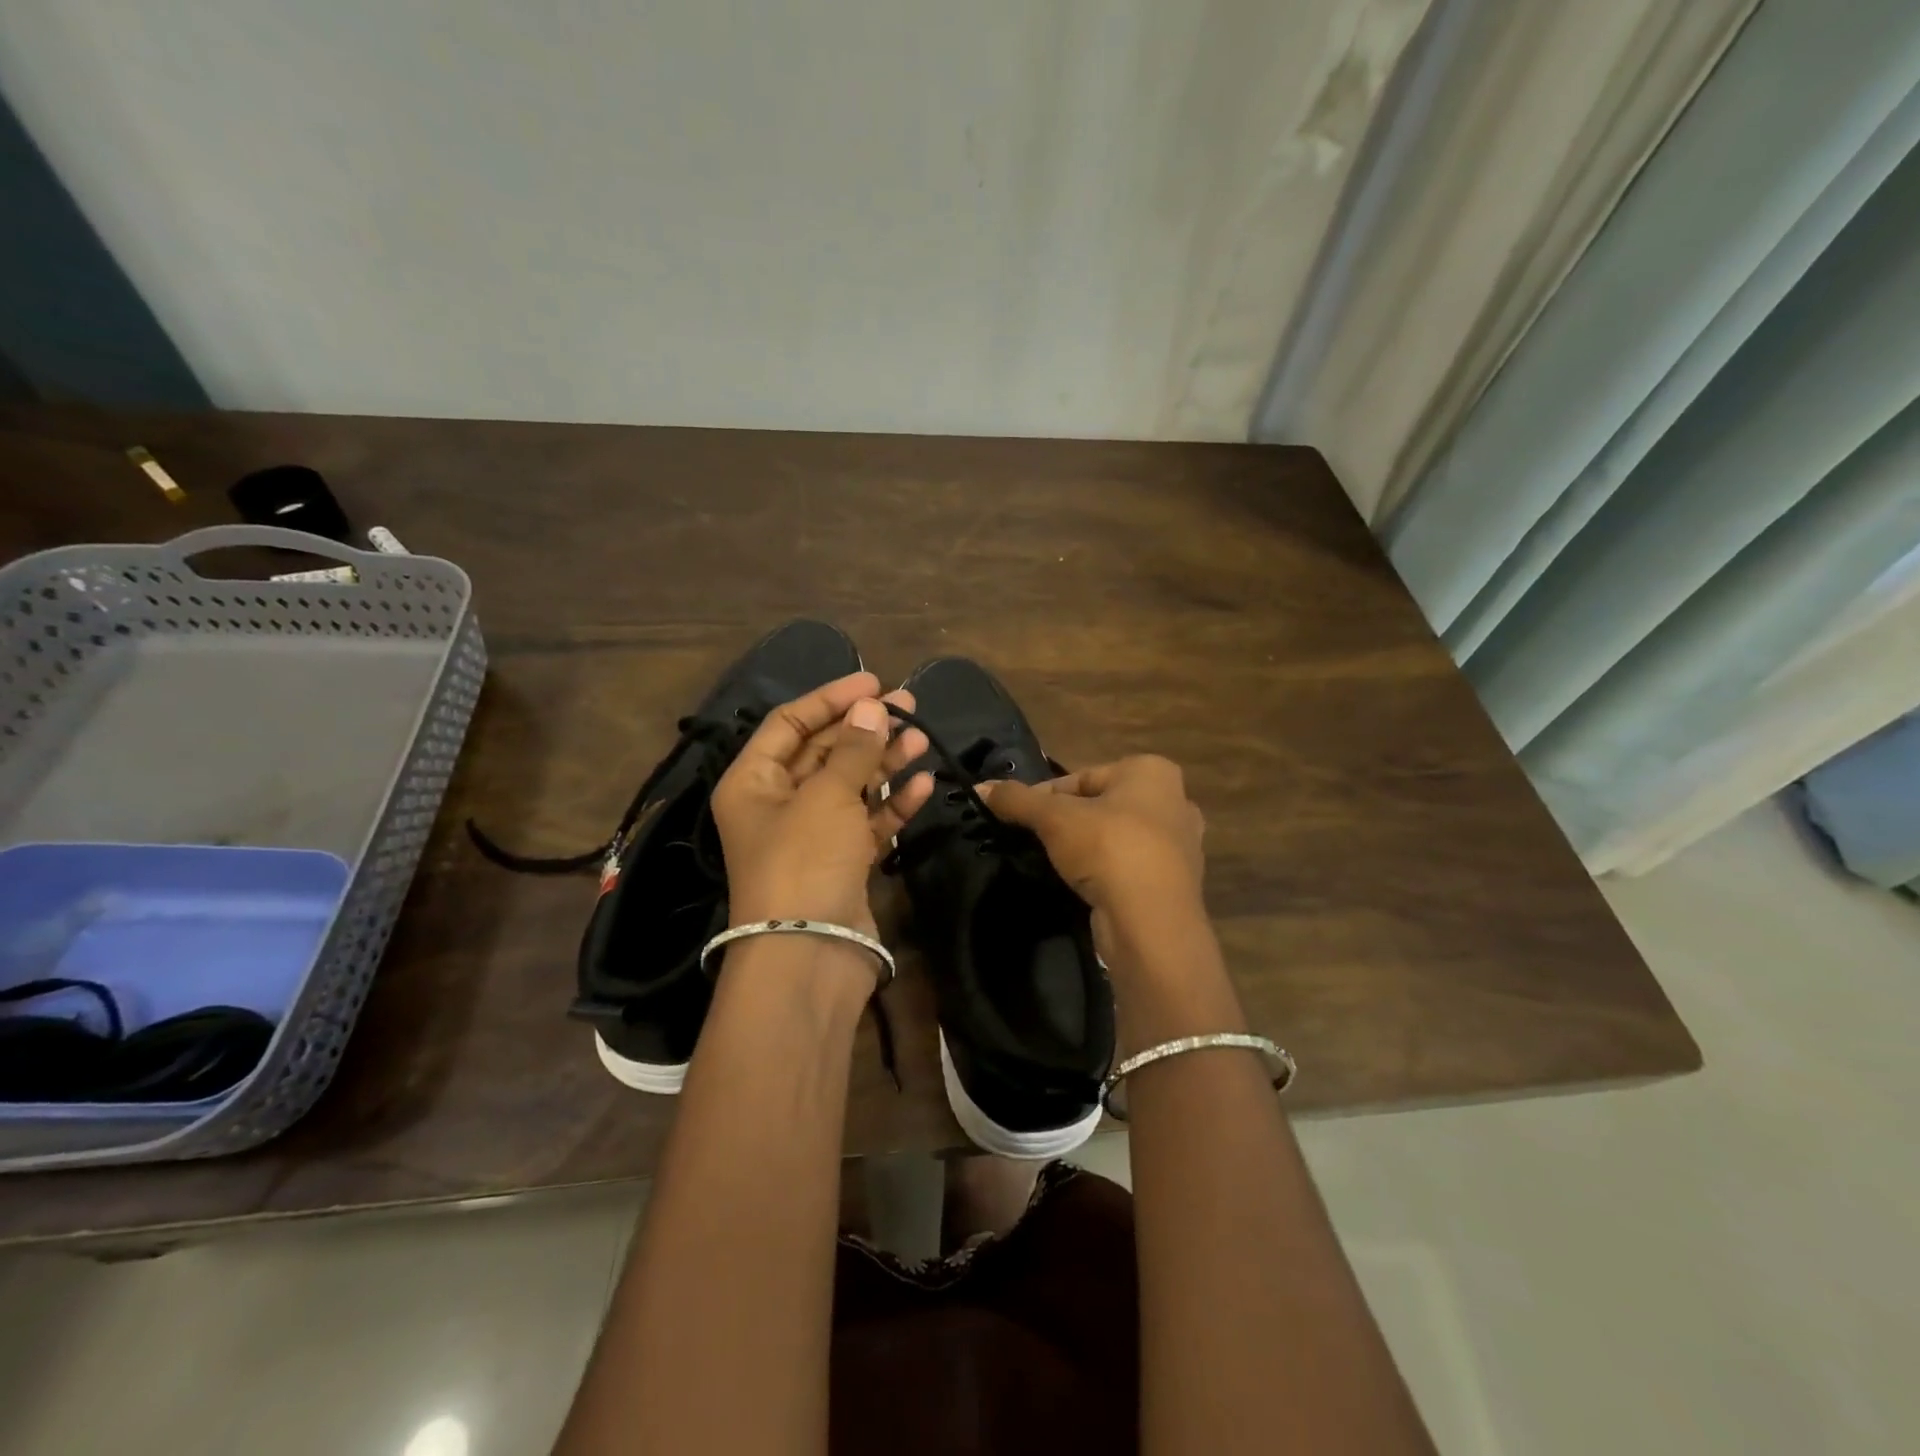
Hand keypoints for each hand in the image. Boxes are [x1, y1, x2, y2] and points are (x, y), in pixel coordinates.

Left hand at [710, 671, 931, 942]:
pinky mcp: (843, 862)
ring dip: (885, 762)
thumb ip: (853, 749)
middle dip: (865, 728)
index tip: (873, 681)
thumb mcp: (826, 796)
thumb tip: (873, 706)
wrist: (809, 956)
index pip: (789, 723)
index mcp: (753, 781)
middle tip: (908, 705)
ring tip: (922, 739)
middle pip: (824, 752)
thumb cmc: (804, 861)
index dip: (830, 698)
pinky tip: (923, 784)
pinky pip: (868, 821)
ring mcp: (812, 835)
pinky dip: (893, 803)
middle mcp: (778, 803)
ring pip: (852, 785)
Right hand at [983, 755, 1206, 947]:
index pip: (1081, 777)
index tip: (1018, 817)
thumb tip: (979, 787)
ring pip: (1116, 838)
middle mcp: (1174, 800)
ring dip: (1086, 850)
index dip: (1044, 797)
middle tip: (1036, 841)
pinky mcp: (1175, 883)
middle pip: (1099, 806)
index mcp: (1151, 771)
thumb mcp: (1053, 818)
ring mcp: (1181, 845)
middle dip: (1067, 822)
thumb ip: (1016, 799)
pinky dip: (1106, 874)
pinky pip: (1129, 868)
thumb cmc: (1107, 849)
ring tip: (1055, 866)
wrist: (1151, 923)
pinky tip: (1083, 887)